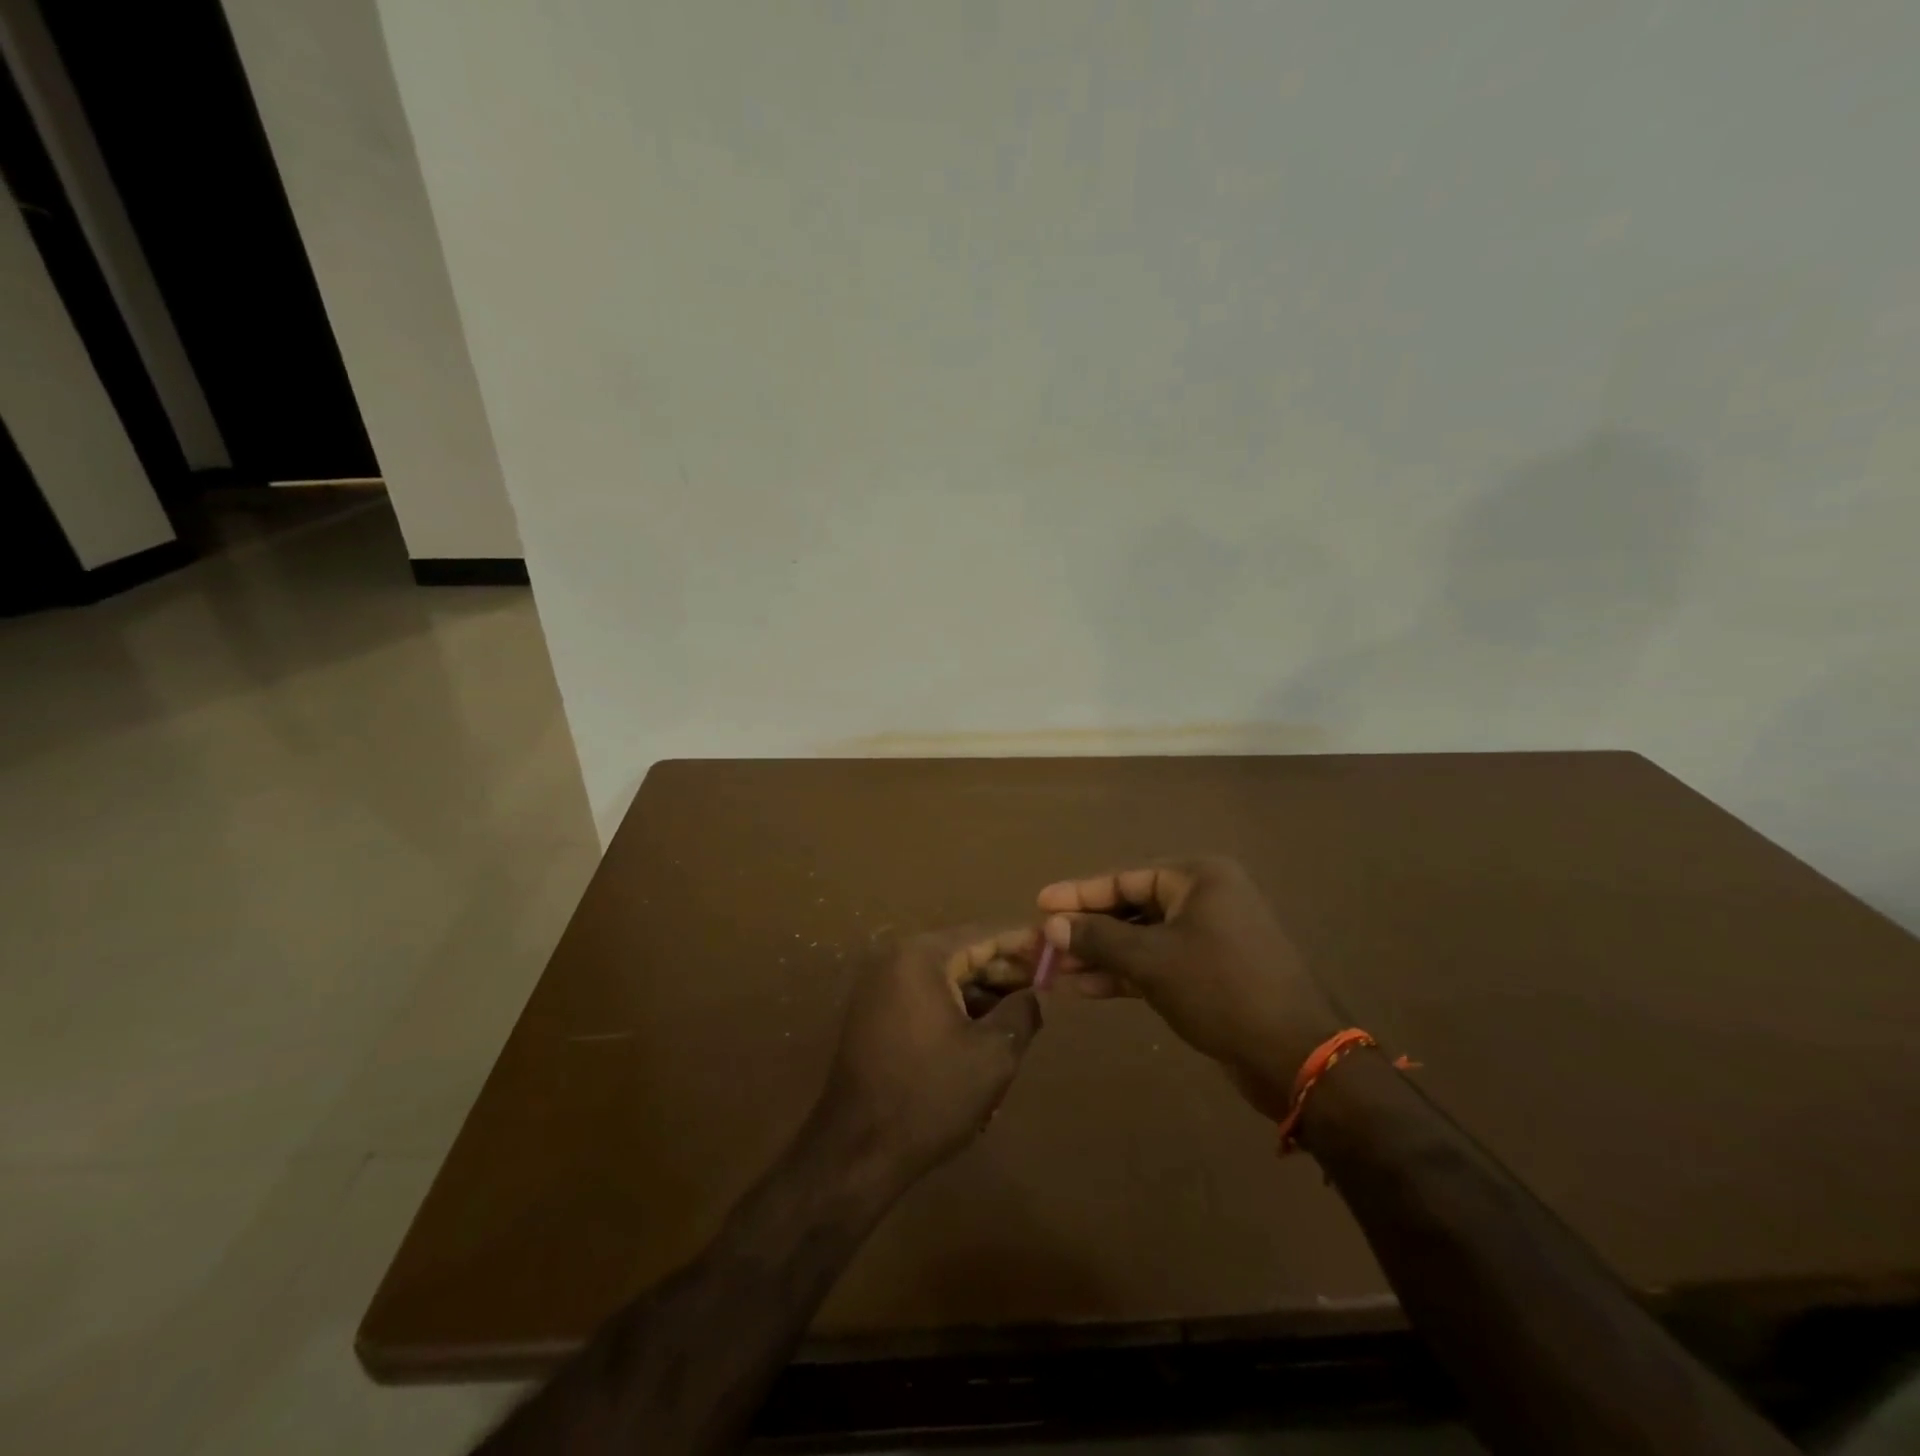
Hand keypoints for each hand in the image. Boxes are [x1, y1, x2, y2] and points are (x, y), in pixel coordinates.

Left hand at [815, 926, 1042, 1186]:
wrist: (858, 1151)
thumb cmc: (931, 1094)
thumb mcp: (994, 1053)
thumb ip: (1022, 1011)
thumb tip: (1035, 993)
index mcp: (922, 956)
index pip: (984, 936)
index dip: (1024, 943)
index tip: (1056, 948)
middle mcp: (896, 960)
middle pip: (963, 954)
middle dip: (1005, 970)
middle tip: (1047, 984)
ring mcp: (880, 988)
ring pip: (946, 979)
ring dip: (983, 993)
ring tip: (1023, 1012)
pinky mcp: (875, 1016)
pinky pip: (926, 998)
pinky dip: (957, 1009)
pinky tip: (987, 1033)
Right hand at [1038, 857, 1339, 1120]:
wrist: (1295, 1056)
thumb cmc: (1221, 989)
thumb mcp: (1152, 960)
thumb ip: (1099, 938)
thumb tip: (1052, 925)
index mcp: (1198, 877)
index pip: (1125, 878)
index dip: (1079, 893)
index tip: (1040, 902)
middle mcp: (1204, 898)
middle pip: (1131, 908)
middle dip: (1086, 930)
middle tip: (1042, 943)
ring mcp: (1208, 937)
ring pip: (1141, 939)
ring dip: (1099, 956)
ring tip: (1053, 970)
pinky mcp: (1208, 973)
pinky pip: (1156, 964)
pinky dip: (1123, 975)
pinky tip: (1083, 988)